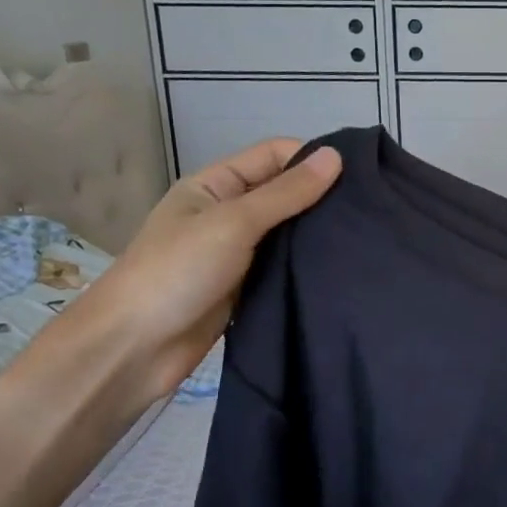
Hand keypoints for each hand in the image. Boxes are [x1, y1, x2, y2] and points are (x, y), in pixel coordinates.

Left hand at [31, 139, 341, 409]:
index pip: (273, 156)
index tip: (361, 175)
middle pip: (284, 193)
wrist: (134, 350)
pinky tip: (342, 265)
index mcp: (214, 185)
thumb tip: (337, 155)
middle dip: (322, 196)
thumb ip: (286, 193)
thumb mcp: (233, 223)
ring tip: (366, 235)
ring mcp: (237, 253)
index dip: (312, 158)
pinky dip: (308, 265)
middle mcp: (227, 214)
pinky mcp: (247, 288)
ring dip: (317, 233)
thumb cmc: (177, 273)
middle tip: (372, 207)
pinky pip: (284, 267)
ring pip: (288, 232)